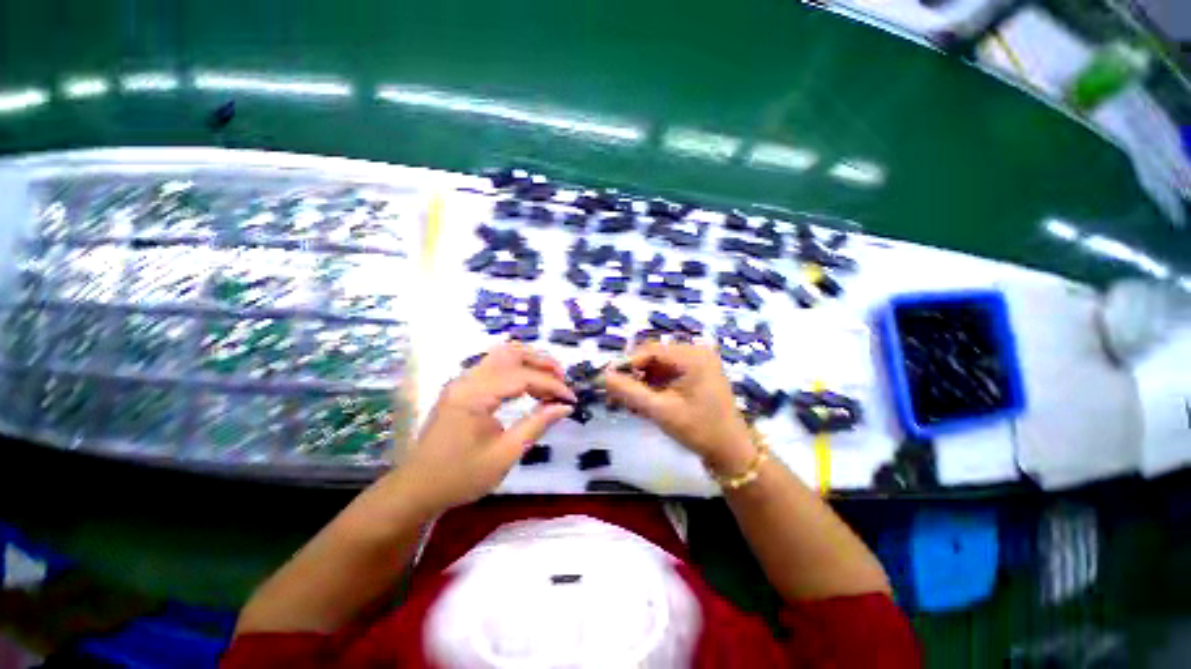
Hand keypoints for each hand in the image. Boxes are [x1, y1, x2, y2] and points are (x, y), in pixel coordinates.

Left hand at [399, 343, 574, 513]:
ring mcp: (459, 385)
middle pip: (508, 354)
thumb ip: (535, 426)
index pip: (520, 376)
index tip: (572, 400)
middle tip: (564, 382)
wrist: (421, 486)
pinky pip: (488, 370)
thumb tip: (564, 407)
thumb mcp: (504, 455)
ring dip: (526, 364)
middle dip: (540, 362)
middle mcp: (465, 381)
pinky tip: (526, 389)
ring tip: (550, 383)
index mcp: (474, 395)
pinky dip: (512, 373)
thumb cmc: (462, 476)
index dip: (551, 385)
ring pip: (497, 358)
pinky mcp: (457, 393)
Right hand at [603, 342, 753, 474]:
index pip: (649, 350)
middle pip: (653, 358)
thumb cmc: (699, 429)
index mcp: (692, 356)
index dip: (625, 365)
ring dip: (642, 385)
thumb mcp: (661, 411)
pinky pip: (669, 377)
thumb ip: (630, 392)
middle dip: (633, 376)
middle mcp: (697, 353)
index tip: (605, 383)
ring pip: (659, 369)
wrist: (730, 451)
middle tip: (614, 398)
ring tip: (627, 406)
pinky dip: (654, 390)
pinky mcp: (698, 379)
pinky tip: (642, 407)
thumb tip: (602, 377)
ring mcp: (699, 366)